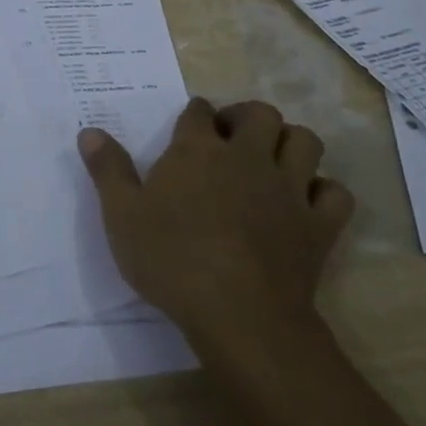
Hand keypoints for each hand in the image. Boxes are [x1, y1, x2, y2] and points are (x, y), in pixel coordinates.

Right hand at [77, 97, 353, 341]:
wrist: (238, 314)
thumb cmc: (172, 260)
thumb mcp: (122, 216)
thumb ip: (107, 170)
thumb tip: (89, 131)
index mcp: (198, 149)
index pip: (199, 111)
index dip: (195, 115)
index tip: (190, 127)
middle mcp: (247, 156)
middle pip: (260, 113)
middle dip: (248, 117)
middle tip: (233, 137)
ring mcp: (288, 188)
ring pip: (305, 142)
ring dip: (291, 144)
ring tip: (273, 160)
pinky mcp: (318, 224)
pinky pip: (336, 194)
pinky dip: (325, 192)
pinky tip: (308, 203)